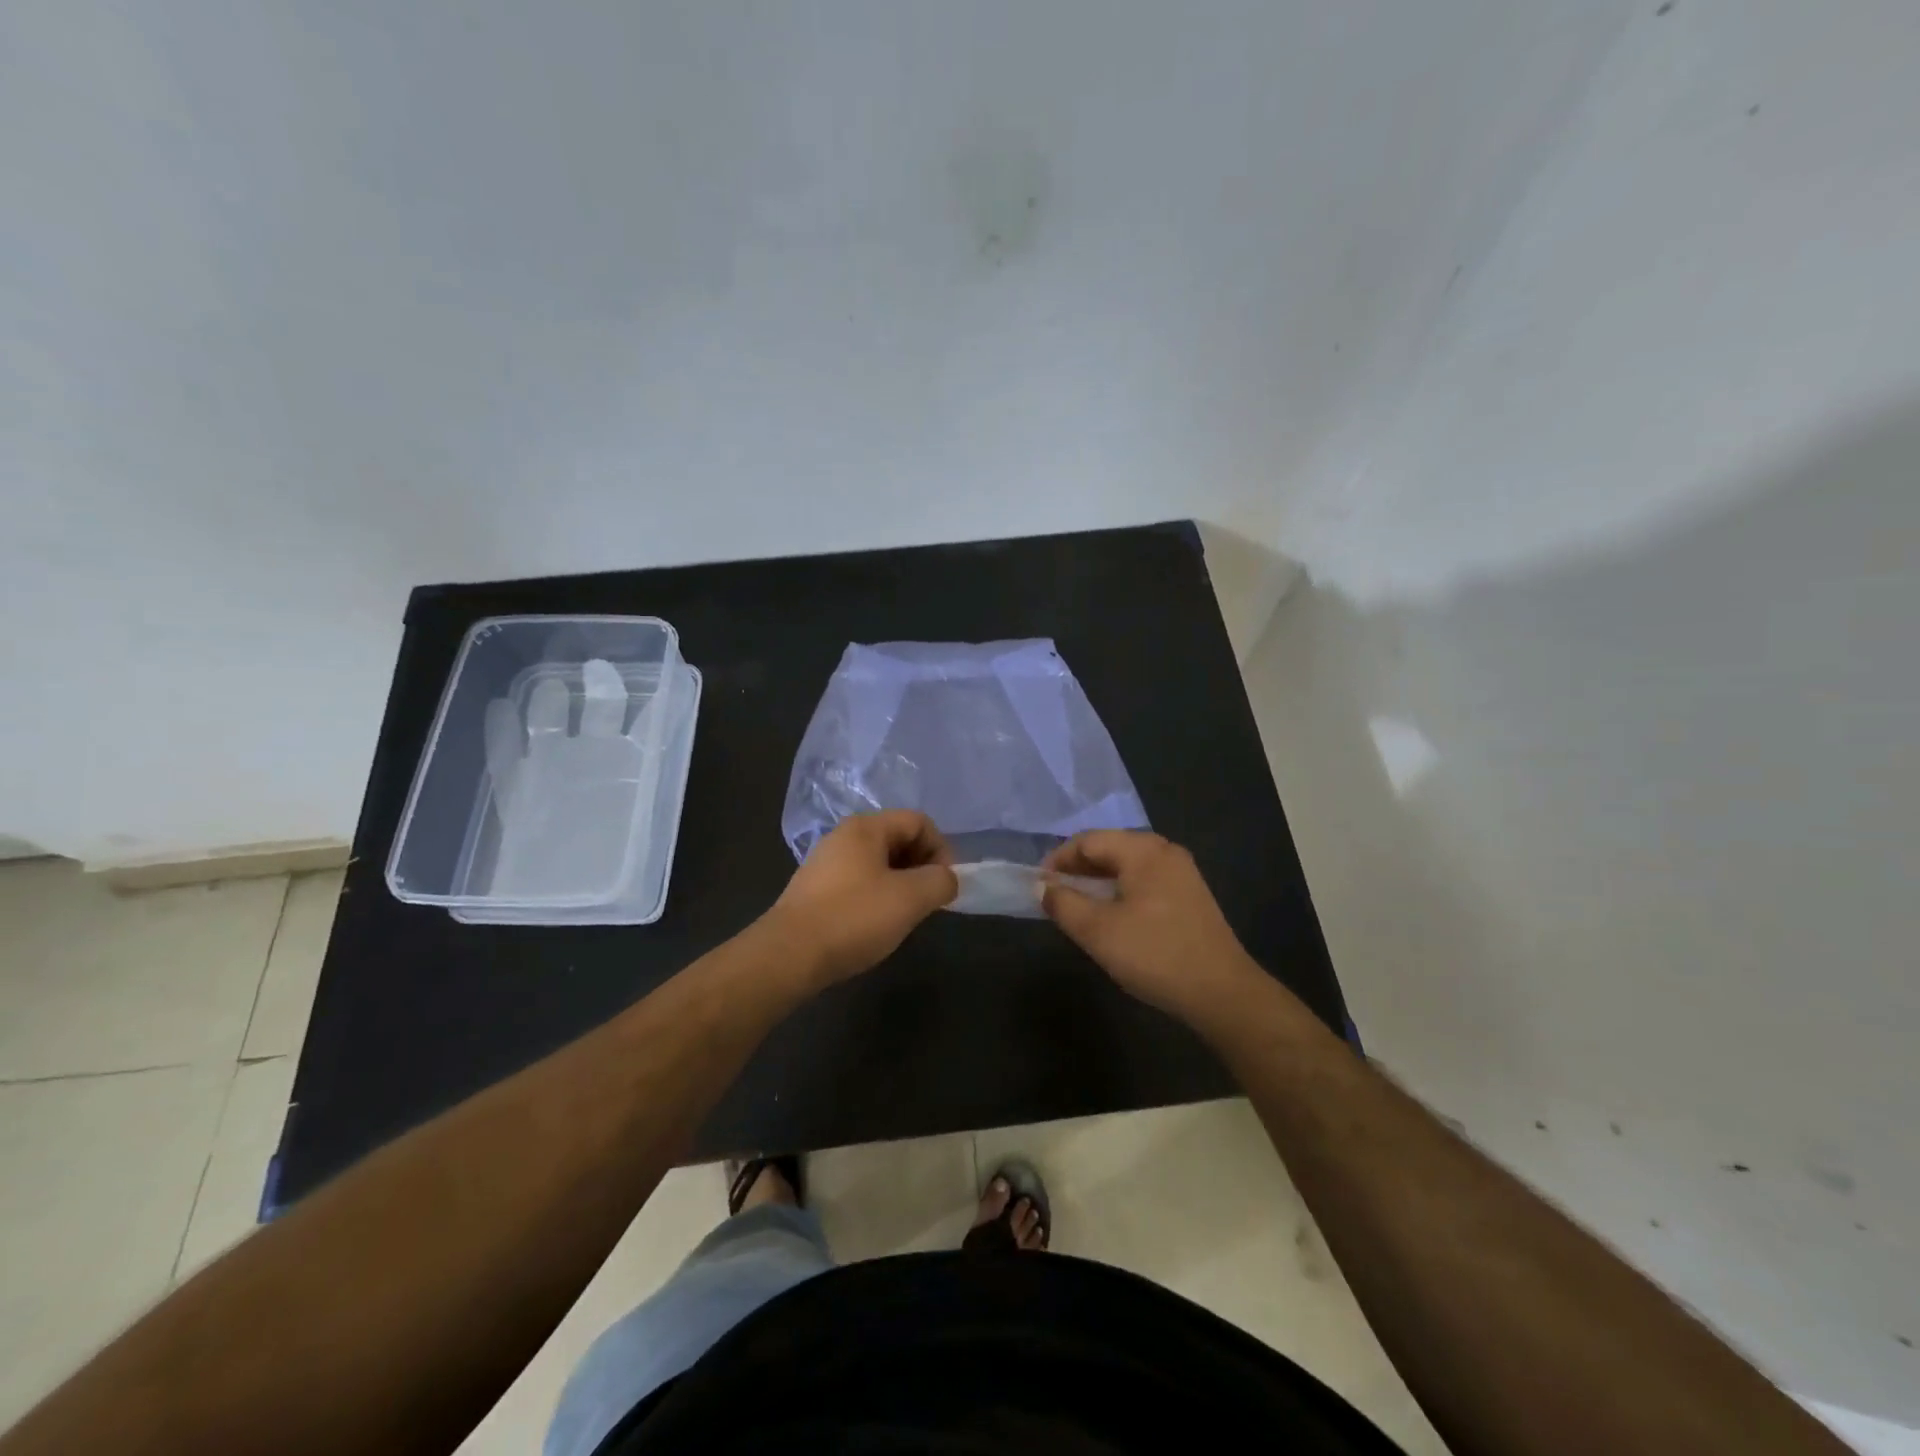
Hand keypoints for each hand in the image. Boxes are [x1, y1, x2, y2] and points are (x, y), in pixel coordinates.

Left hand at [769, 811, 957, 984]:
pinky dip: (878, 896)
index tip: (945, 884)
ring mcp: (826, 863)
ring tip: (905, 915)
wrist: (789, 955)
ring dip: (901, 884)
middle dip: (922, 866)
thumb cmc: (854, 918)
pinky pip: (859, 882)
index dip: (941, 848)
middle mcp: (843, 836)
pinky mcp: (815, 889)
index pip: (918, 821)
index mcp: (866, 827)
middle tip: (929, 900)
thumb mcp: (910, 898)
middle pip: (898, 839)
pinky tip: (876, 924)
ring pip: (879, 863)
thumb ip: (940, 881)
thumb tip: (947, 879)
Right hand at [1041, 831, 1264, 1027]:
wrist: (1222, 993)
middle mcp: (1164, 852)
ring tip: (1077, 907)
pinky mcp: (1190, 896)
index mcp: (1143, 850)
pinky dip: (1120, 891)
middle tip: (1054, 896)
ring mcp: (1182, 873)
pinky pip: (1144, 881)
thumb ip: (1063, 903)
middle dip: (1077, 869)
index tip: (1038, 885)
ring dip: (1098, 881)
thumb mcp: (1098, 931)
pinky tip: (1112, 917)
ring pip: (1127, 866)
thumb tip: (1042, 886)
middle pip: (1109, 848)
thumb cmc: (1155, 955)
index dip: (1058, 859)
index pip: (1088, 840)